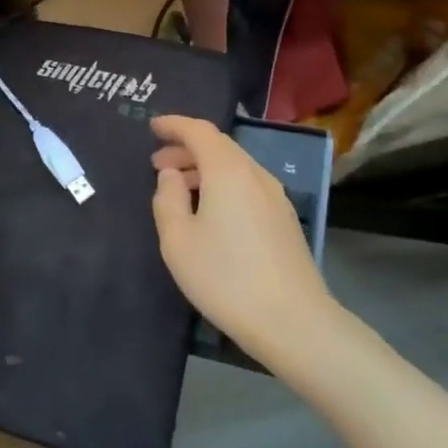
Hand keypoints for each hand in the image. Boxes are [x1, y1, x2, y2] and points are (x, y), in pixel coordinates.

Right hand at [150, 115, 337, 363]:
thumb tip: (171, 175)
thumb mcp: (178, 240)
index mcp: (228, 170)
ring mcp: (276, 197)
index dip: (174, 125)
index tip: (152, 127)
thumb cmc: (226, 278)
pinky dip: (223, 185)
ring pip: (234, 167)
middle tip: (157, 165)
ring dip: (204, 169)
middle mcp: (255, 174)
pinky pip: (247, 185)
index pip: (199, 131)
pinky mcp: (285, 219)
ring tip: (179, 189)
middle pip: (219, 147)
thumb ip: (167, 199)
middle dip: (186, 149)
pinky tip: (210, 212)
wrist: (294, 322)